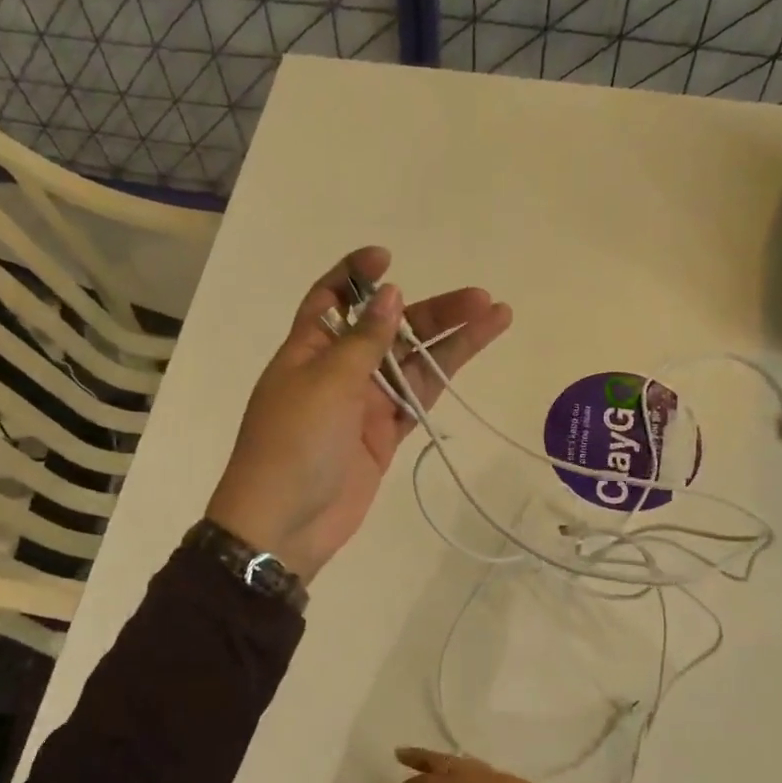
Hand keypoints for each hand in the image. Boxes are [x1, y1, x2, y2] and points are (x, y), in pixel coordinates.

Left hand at [206, 246, 510, 580]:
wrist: (285, 524)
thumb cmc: (293, 444)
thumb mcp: (326, 382)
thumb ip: (364, 340)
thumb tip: (390, 294)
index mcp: (309, 348)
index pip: (331, 298)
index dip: (357, 274)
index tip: (389, 258)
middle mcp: (338, 370)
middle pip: (388, 329)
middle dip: (430, 312)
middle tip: (478, 299)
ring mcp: (363, 405)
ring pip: (412, 364)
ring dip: (450, 342)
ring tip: (496, 316)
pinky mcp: (383, 436)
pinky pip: (417, 401)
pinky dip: (442, 381)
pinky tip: (469, 358)